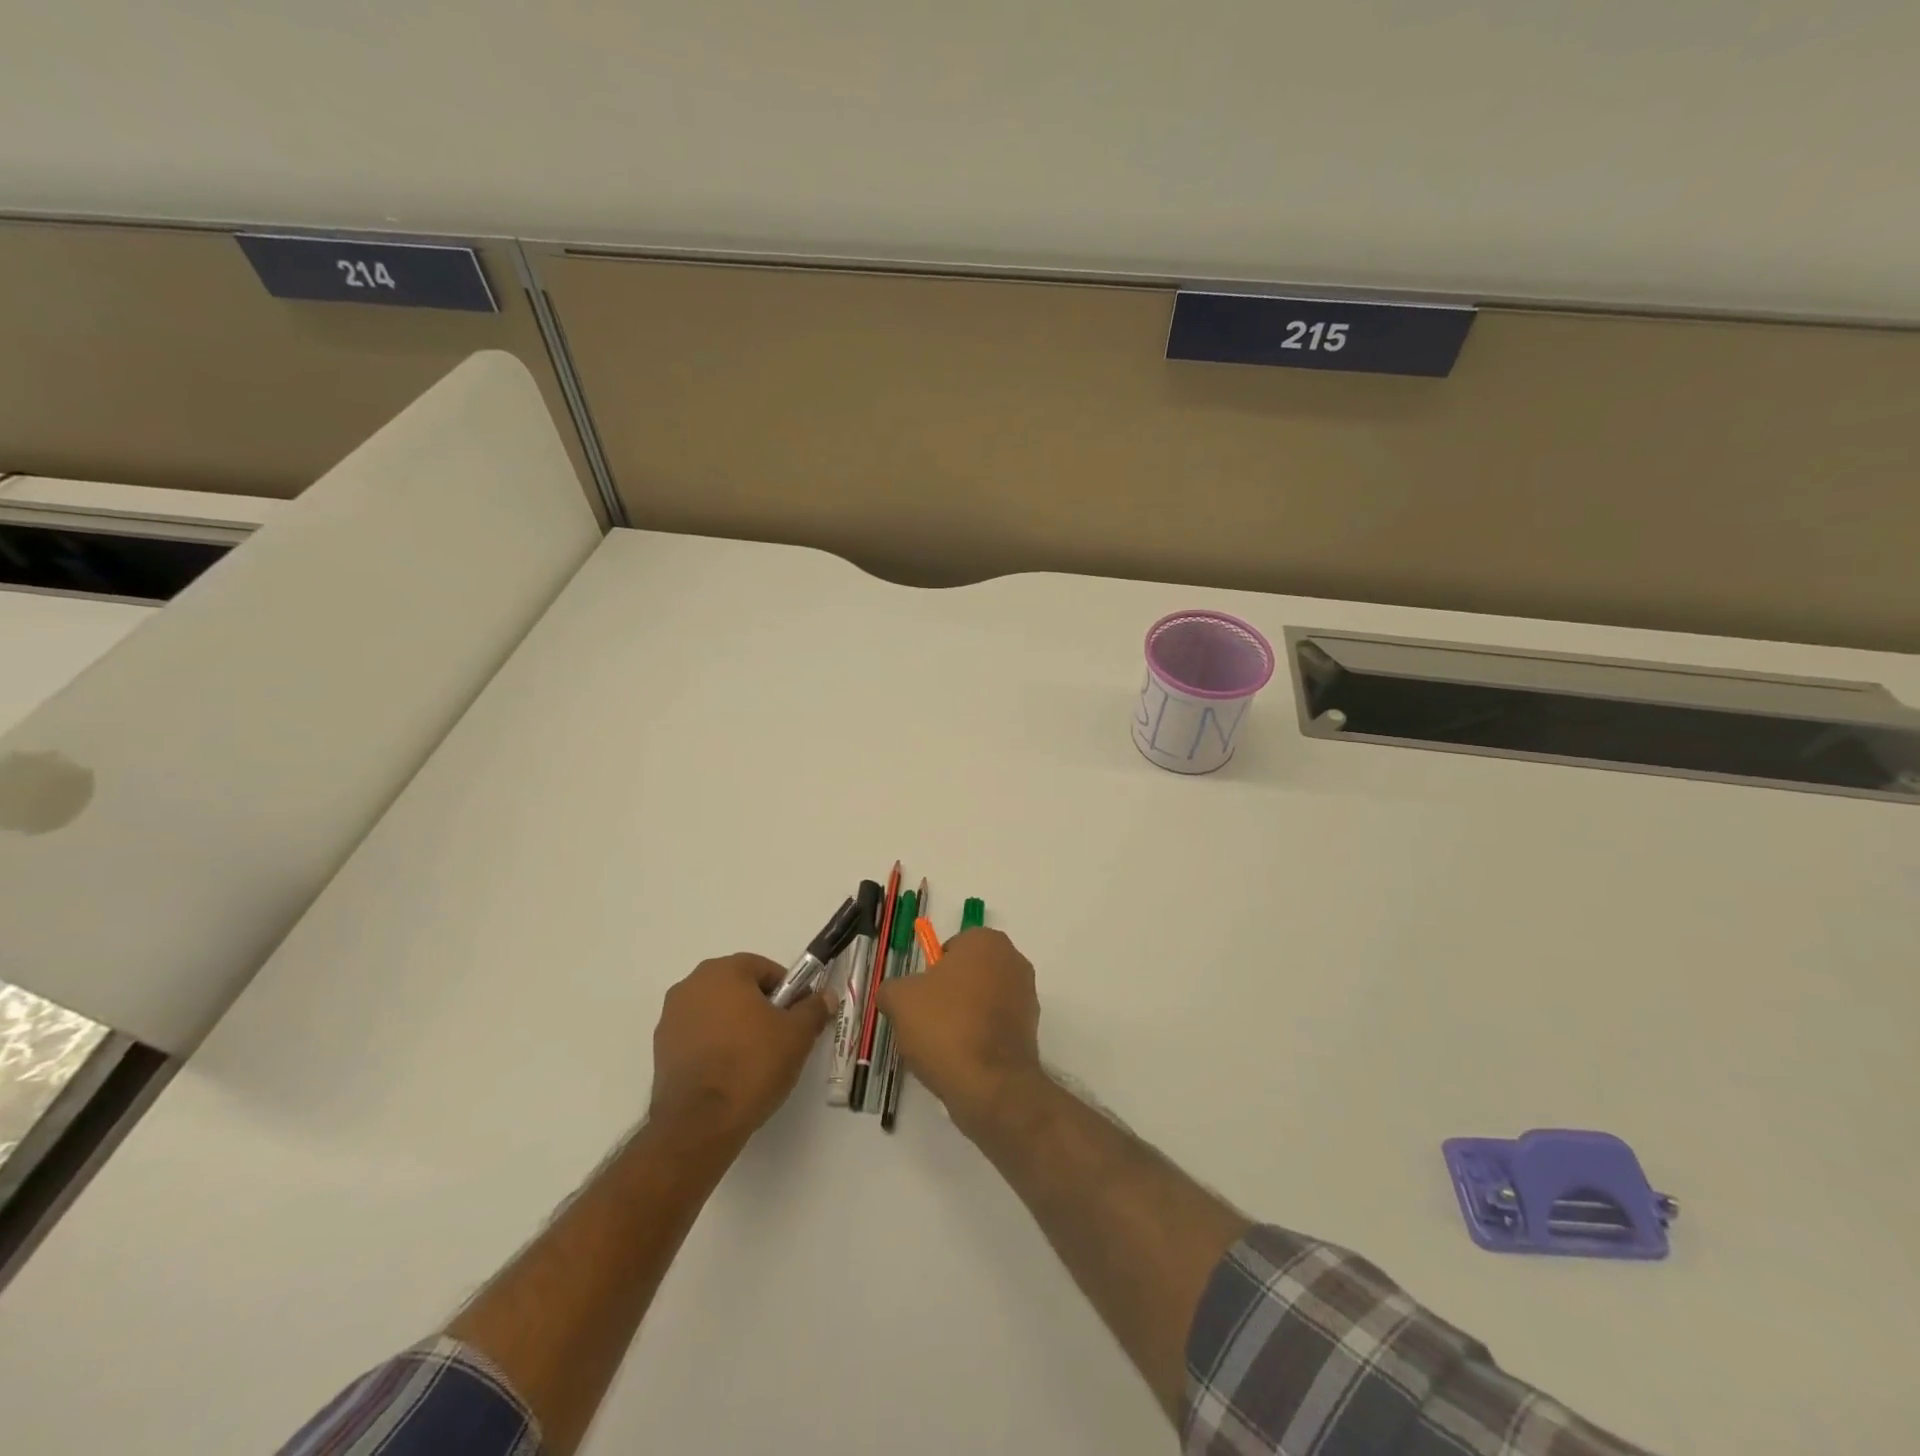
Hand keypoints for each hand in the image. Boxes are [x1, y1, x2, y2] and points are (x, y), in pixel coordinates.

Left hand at [648, 954, 834, 1141]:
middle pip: (737, 987)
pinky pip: (698, 1036)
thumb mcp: (797, 1035)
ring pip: (716, 1012)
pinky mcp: (660, 1050)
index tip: (797, 1015)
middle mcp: (691, 985)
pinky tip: (729, 1072)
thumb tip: (826, 996)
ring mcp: (671, 1018)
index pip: (764, 968)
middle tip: (780, 1036)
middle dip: (760, 1006)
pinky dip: (714, 1045)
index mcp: (723, 972)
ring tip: (754, 1058)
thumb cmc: (752, 1064)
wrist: (700, 1123)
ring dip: (735, 1025)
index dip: (787, 990)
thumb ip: (814, 1009)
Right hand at [875, 928, 1043, 1136]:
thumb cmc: (945, 1026)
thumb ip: (892, 987)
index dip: (930, 971)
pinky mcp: (1031, 1030)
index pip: (951, 946)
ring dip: (963, 1016)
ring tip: (941, 1045)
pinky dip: (979, 1037)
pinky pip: (994, 1026)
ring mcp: (1027, 996)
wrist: (990, 1085)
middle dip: (947, 993)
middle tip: (926, 1020)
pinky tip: (961, 1060)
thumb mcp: (899, 999)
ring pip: (981, 1000)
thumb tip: (893, 994)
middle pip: (968, 973)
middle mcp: (1013, 961)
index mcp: (986, 941)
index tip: (919, 997)